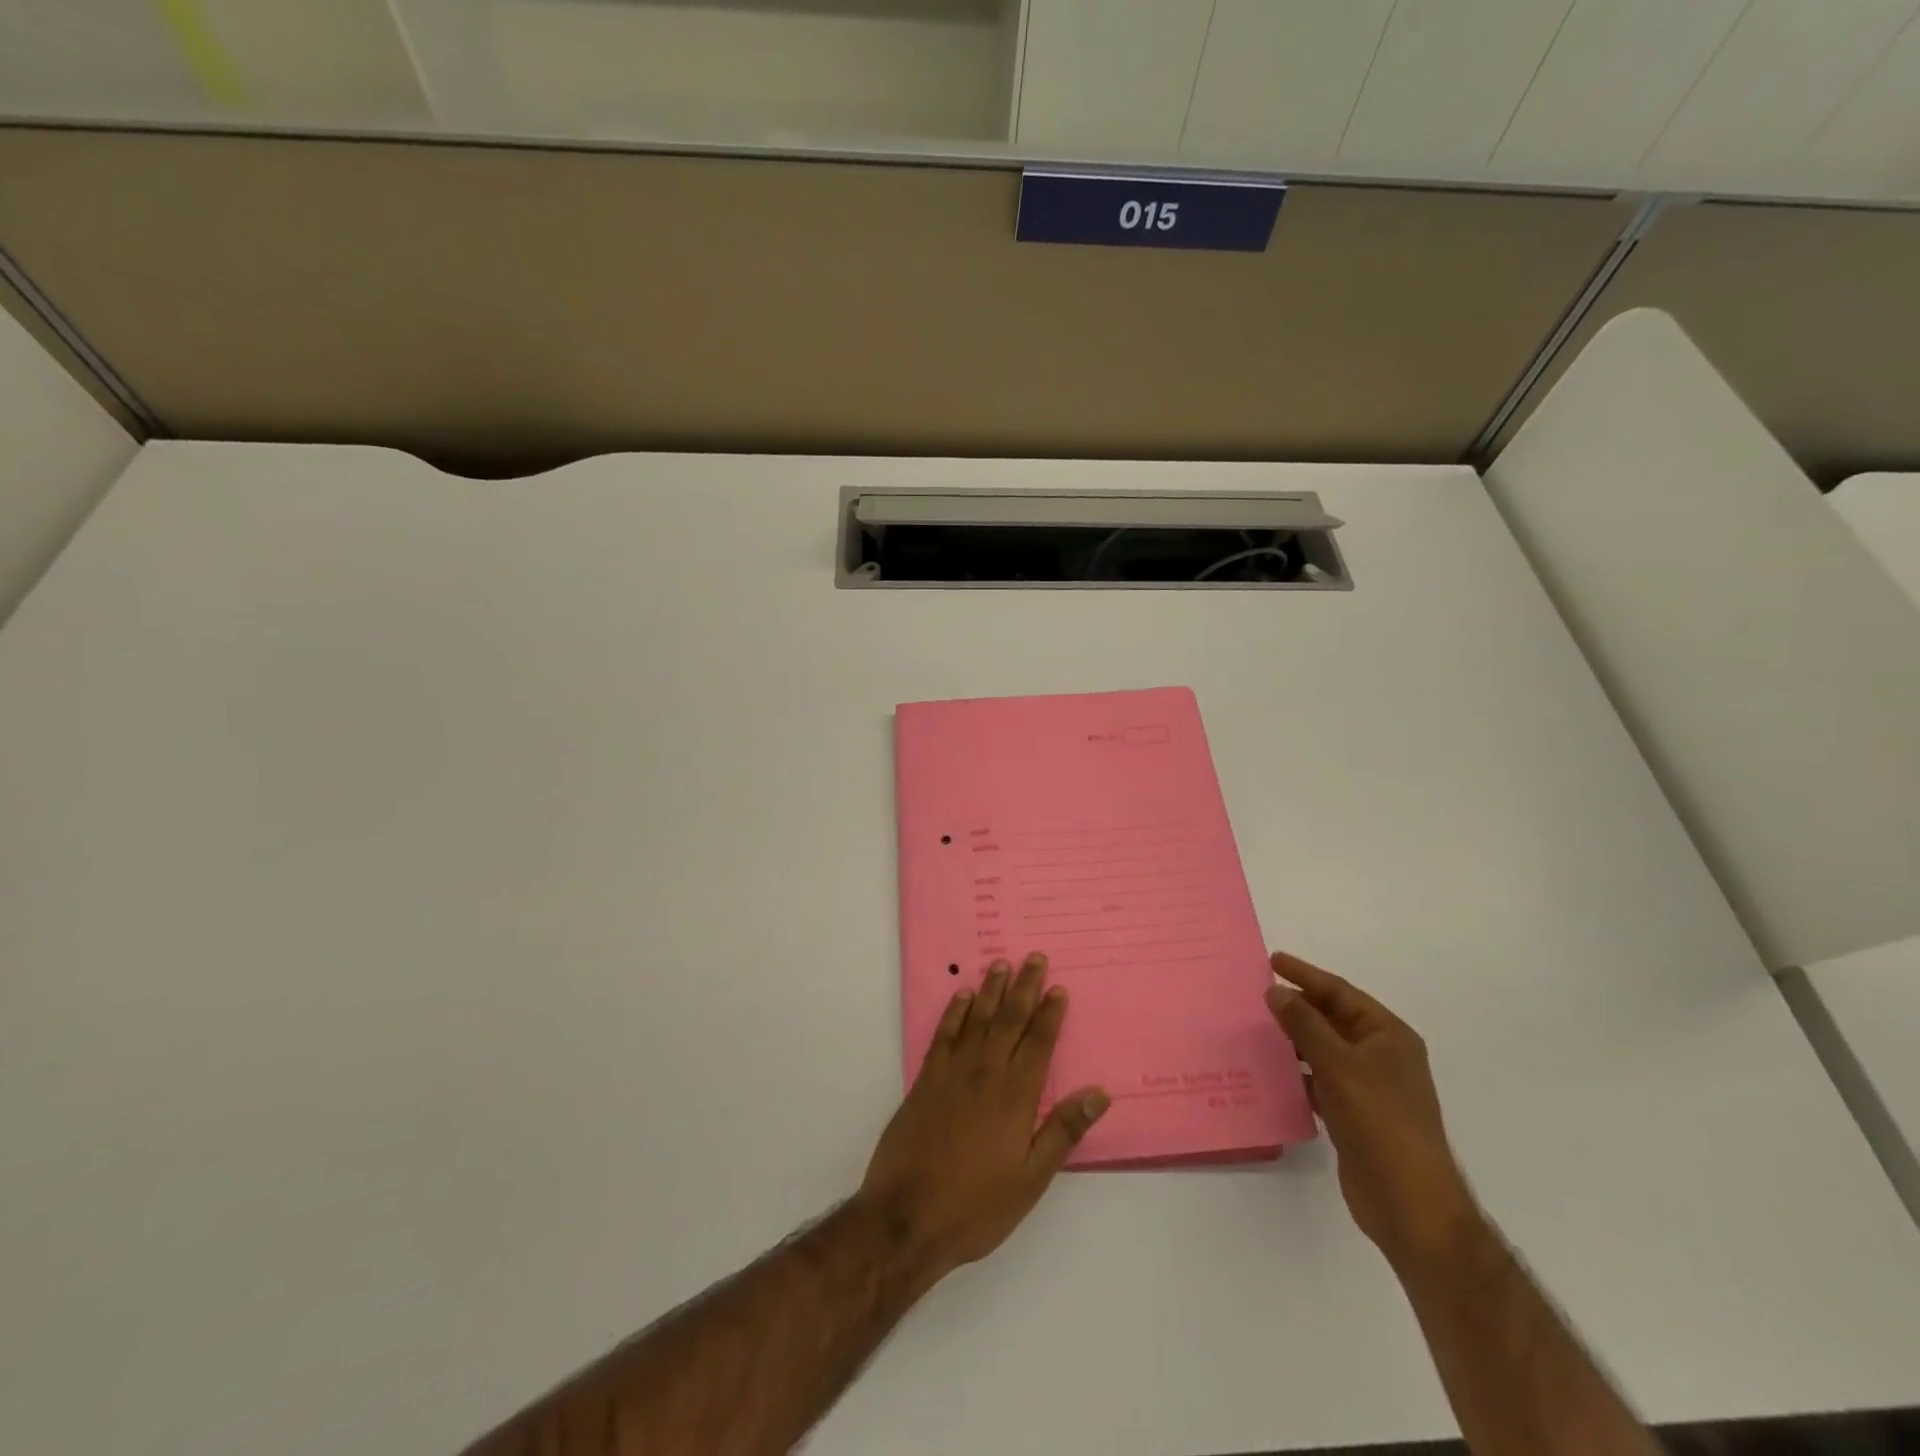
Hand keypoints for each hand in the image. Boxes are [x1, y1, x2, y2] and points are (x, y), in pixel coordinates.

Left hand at [859, 953, 1109, 1283]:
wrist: (906, 1216)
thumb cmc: (976, 1206)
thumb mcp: (1031, 1179)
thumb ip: (1063, 1131)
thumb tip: (1098, 1093)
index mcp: (1015, 1097)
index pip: (1038, 1044)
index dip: (1049, 1014)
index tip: (1058, 987)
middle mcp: (985, 1074)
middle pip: (1009, 1021)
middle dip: (1024, 988)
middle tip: (1033, 957)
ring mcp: (952, 1074)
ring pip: (977, 1020)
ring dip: (991, 991)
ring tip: (1001, 964)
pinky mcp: (925, 1081)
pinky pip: (944, 1035)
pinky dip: (955, 1013)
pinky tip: (962, 996)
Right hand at [1266, 951, 1477, 1268]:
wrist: (1410, 1204)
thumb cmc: (1380, 1122)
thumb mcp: (1339, 1065)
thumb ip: (1305, 1024)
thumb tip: (1276, 992)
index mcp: (1388, 1036)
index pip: (1341, 993)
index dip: (1305, 975)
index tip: (1271, 961)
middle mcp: (1381, 1056)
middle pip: (1332, 1019)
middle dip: (1296, 1007)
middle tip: (1255, 995)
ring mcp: (1368, 1088)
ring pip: (1323, 1051)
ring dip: (1292, 1040)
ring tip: (1254, 1029)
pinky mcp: (1354, 1115)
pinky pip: (1319, 1081)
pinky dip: (1296, 1073)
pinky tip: (1270, 1073)